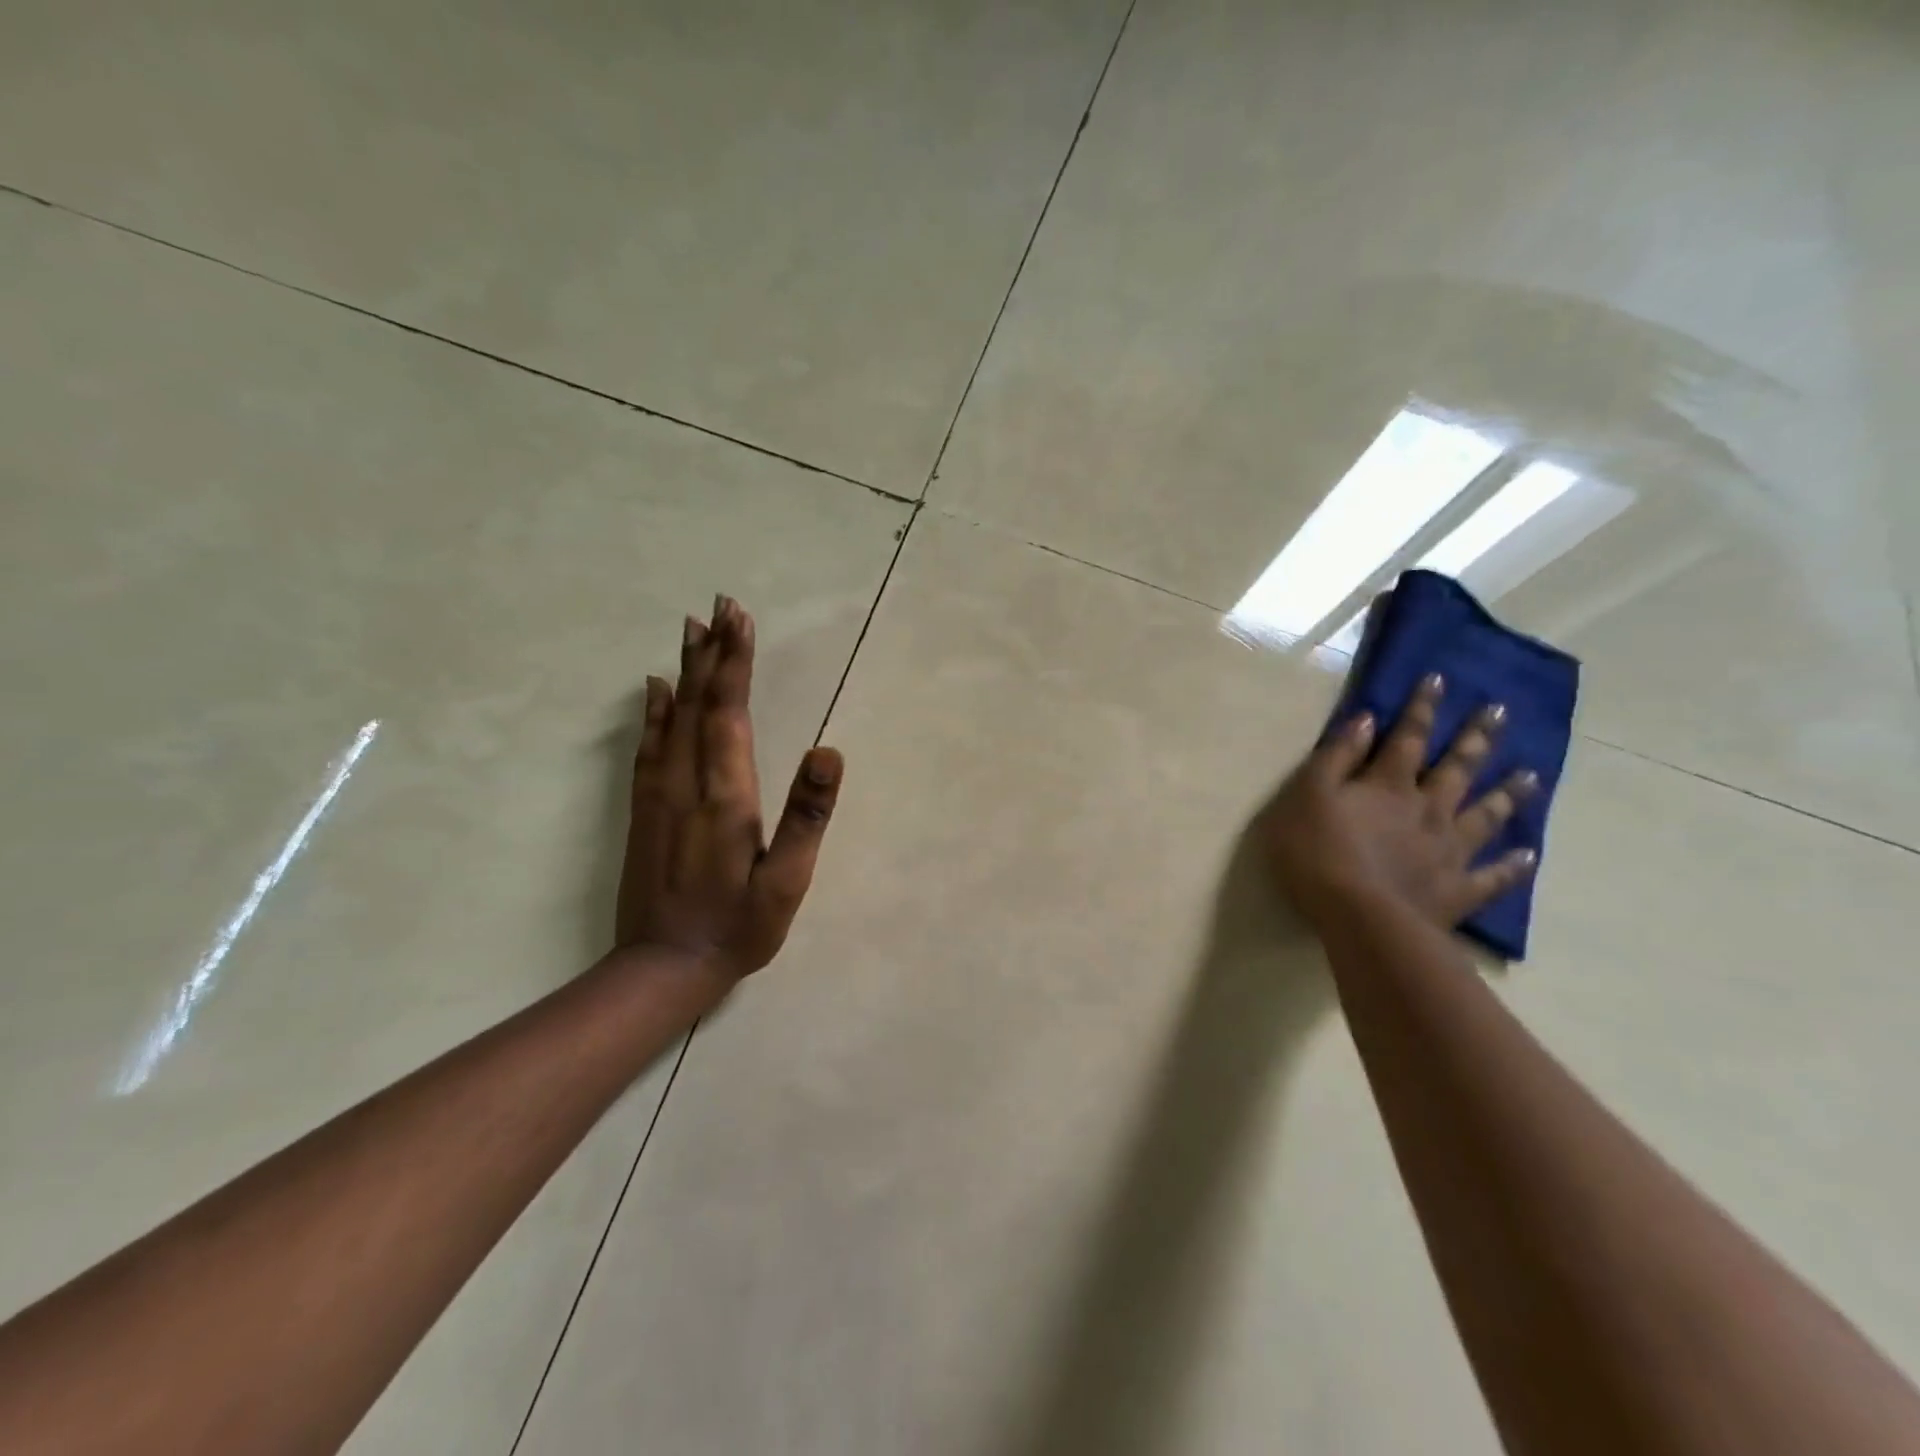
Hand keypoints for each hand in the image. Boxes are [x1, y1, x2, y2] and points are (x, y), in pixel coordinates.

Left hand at [615, 596, 843, 980]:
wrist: (662, 968)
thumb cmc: (738, 927)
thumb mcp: (787, 881)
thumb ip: (807, 816)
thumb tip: (828, 751)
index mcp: (726, 796)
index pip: (730, 713)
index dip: (736, 664)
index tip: (740, 619)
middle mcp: (687, 783)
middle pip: (698, 704)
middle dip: (712, 653)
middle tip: (720, 606)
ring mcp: (658, 795)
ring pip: (671, 718)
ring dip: (684, 671)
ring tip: (692, 630)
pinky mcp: (642, 811)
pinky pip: (647, 747)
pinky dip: (652, 711)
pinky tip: (654, 689)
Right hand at [1260, 673, 1538, 932]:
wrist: (1358, 918)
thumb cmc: (1319, 853)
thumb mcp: (1308, 796)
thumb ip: (1335, 758)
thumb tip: (1366, 719)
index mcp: (1389, 786)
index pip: (1408, 737)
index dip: (1422, 707)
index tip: (1441, 678)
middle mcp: (1428, 810)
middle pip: (1457, 768)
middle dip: (1476, 737)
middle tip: (1501, 711)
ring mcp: (1449, 851)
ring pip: (1485, 815)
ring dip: (1507, 793)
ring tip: (1531, 774)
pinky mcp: (1458, 890)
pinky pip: (1493, 876)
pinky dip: (1513, 865)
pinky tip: (1530, 855)